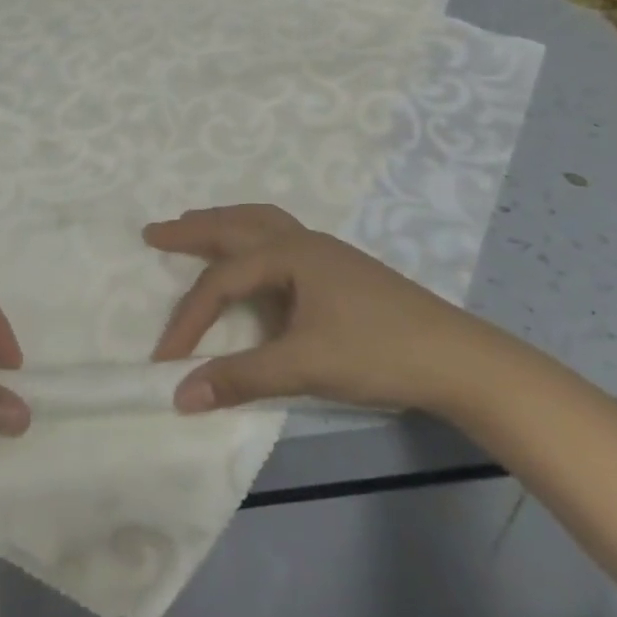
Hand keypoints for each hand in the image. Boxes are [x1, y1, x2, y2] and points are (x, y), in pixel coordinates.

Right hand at [147, 204, 506, 415]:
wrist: (461, 360)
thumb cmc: (378, 352)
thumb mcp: (304, 365)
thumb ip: (240, 376)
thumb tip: (180, 393)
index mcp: (289, 253)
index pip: (222, 280)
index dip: (188, 318)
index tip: (164, 359)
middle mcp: (302, 240)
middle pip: (235, 226)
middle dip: (192, 230)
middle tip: (155, 232)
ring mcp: (324, 251)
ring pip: (260, 223)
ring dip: (223, 224)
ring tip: (195, 226)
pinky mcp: (339, 269)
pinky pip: (278, 237)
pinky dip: (250, 236)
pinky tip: (254, 258)